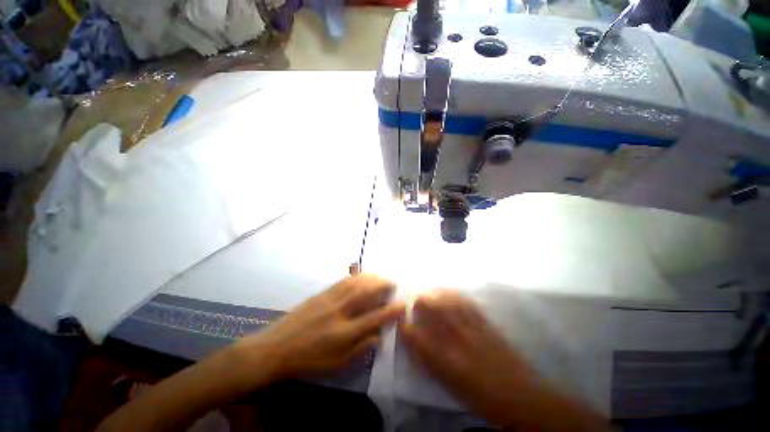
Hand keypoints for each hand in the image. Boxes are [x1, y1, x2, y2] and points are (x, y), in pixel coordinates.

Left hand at [234, 274, 404, 381]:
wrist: (276, 348)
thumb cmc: (307, 361)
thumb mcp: (336, 364)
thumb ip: (360, 349)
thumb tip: (379, 335)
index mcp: (344, 333)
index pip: (374, 318)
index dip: (391, 310)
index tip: (403, 304)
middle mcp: (339, 312)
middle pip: (366, 293)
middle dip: (383, 286)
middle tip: (393, 284)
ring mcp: (330, 300)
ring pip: (356, 283)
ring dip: (372, 278)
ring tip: (381, 278)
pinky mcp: (322, 293)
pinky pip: (344, 281)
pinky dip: (357, 276)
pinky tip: (362, 275)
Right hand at [399, 290, 533, 419]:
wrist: (522, 396)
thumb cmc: (483, 396)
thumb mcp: (451, 385)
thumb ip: (431, 362)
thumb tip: (415, 343)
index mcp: (447, 361)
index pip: (417, 338)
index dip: (405, 327)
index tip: (401, 321)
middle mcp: (457, 340)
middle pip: (433, 310)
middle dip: (421, 303)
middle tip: (416, 303)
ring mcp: (473, 328)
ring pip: (449, 302)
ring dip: (436, 295)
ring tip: (430, 294)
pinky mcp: (486, 323)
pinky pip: (467, 303)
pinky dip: (455, 295)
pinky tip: (450, 293)